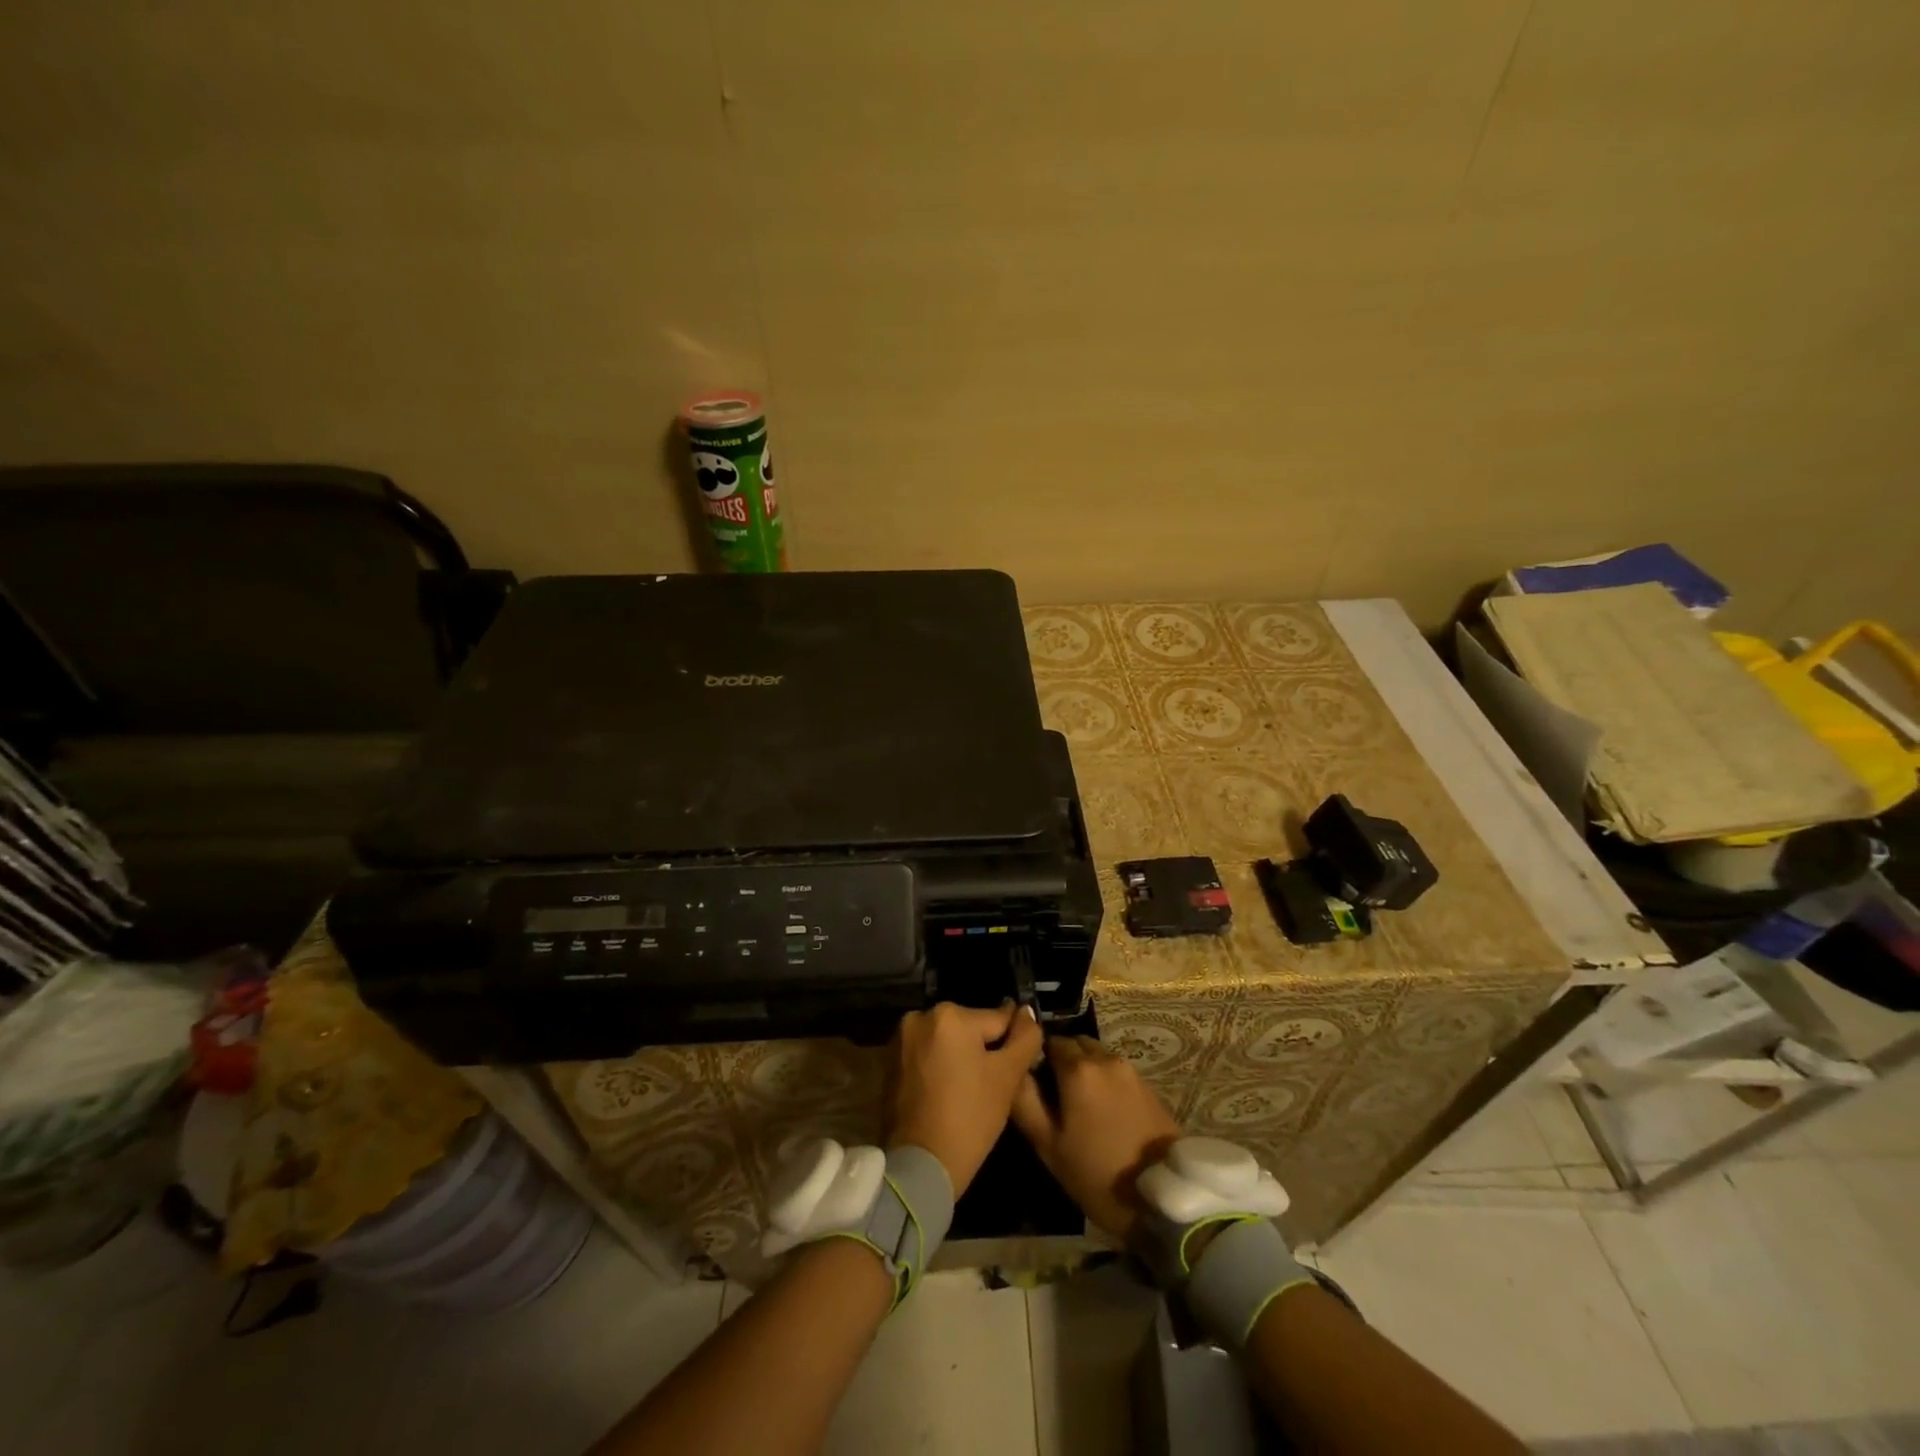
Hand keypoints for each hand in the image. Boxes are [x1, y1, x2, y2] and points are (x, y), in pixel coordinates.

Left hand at [886, 1001, 1043, 1195]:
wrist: (920, 1167)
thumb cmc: (969, 1118)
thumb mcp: (1007, 1077)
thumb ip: (1025, 1038)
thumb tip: (1027, 1012)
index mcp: (949, 1015)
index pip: (998, 1020)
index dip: (1013, 1045)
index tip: (1016, 1070)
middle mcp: (920, 1017)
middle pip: (970, 1029)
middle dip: (984, 1051)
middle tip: (994, 1086)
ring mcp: (901, 1040)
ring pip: (948, 1042)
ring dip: (961, 1059)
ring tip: (972, 1093)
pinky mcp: (891, 1062)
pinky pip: (928, 1056)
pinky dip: (940, 1068)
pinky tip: (949, 1095)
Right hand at [1010, 1036, 1180, 1242]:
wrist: (1163, 1198)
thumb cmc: (1097, 1173)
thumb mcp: (1049, 1146)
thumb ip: (1025, 1101)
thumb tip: (1015, 1071)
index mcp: (1078, 1068)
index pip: (1048, 1041)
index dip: (1037, 1058)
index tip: (1034, 1084)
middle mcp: (1105, 1058)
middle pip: (1075, 1044)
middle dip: (1062, 1060)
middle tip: (1055, 1096)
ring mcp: (1130, 1071)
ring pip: (1097, 1056)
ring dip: (1085, 1070)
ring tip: (1080, 1107)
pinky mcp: (1149, 1086)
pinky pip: (1116, 1072)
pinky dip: (1105, 1082)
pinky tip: (1104, 1113)